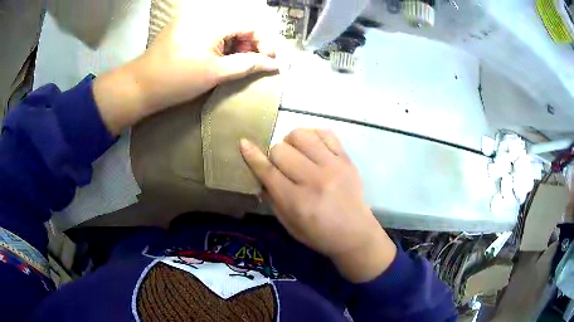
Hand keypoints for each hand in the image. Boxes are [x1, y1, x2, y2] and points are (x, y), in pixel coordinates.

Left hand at [93, 1, 277, 134]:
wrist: (140, 85)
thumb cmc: (177, 80)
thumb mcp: (215, 73)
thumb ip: (247, 65)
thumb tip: (275, 64)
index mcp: (213, 21)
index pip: (252, 24)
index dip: (265, 42)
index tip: (268, 61)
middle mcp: (204, 14)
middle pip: (240, 23)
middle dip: (251, 43)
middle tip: (252, 63)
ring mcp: (193, 18)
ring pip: (227, 26)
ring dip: (237, 43)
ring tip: (235, 62)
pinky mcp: (185, 26)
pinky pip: (213, 29)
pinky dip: (222, 42)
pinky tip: (219, 56)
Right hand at [240, 129, 396, 282]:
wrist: (355, 234)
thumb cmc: (319, 235)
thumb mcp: (288, 225)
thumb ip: (272, 199)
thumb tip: (260, 175)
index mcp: (297, 201)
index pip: (268, 171)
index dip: (252, 156)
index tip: (243, 143)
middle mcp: (314, 179)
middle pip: (281, 150)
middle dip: (274, 156)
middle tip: (282, 166)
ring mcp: (333, 166)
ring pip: (301, 135)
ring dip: (292, 141)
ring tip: (297, 152)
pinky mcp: (346, 159)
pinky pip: (326, 133)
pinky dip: (314, 135)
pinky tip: (313, 147)